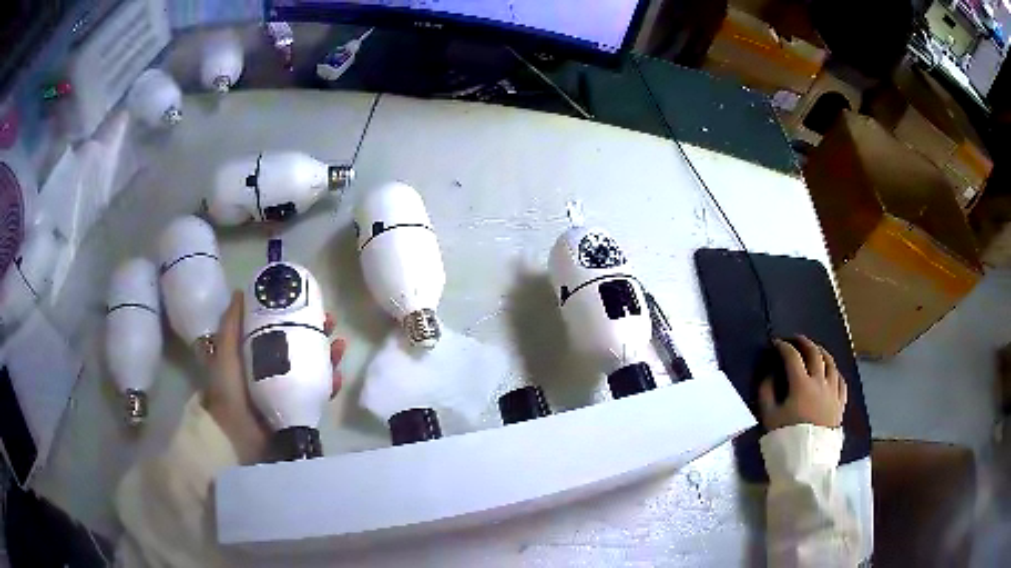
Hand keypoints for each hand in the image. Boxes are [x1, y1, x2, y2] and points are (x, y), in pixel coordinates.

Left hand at [202, 291, 346, 463]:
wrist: (234, 434)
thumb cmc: (227, 389)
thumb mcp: (226, 352)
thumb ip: (232, 324)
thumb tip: (240, 292)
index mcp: (258, 354)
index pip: (282, 329)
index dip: (297, 316)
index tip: (310, 304)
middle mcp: (276, 369)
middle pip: (302, 346)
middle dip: (319, 333)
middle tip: (331, 323)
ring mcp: (288, 390)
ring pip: (315, 368)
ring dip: (330, 356)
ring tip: (340, 346)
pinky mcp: (299, 410)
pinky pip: (319, 395)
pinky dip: (331, 385)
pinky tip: (339, 376)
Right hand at [759, 336, 847, 430]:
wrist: (807, 463)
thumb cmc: (786, 439)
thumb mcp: (769, 418)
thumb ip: (767, 392)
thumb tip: (769, 375)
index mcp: (801, 384)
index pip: (792, 357)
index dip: (783, 347)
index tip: (776, 343)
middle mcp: (820, 383)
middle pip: (815, 354)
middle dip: (804, 343)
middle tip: (796, 340)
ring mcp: (833, 392)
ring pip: (831, 364)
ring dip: (821, 353)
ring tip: (815, 351)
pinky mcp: (840, 404)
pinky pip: (841, 381)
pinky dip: (835, 372)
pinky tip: (831, 372)